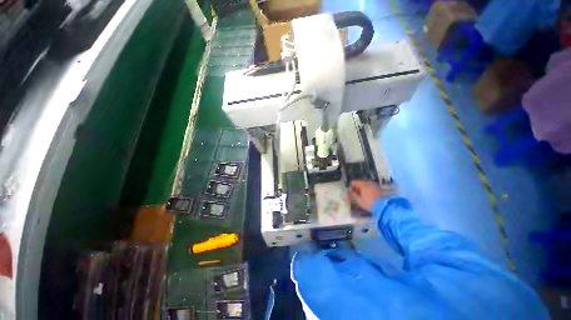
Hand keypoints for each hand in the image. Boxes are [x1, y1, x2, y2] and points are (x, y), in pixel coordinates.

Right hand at [347, 180, 390, 211]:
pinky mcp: (379, 189)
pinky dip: (367, 192)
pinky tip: (367, 198)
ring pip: (365, 186)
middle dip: (355, 190)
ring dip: (361, 191)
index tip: (349, 194)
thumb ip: (351, 196)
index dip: (350, 188)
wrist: (385, 207)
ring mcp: (374, 185)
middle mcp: (369, 182)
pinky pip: (370, 188)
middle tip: (354, 197)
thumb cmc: (370, 203)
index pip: (353, 182)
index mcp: (363, 184)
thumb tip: (344, 194)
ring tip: (360, 198)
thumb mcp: (359, 200)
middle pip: (359, 184)